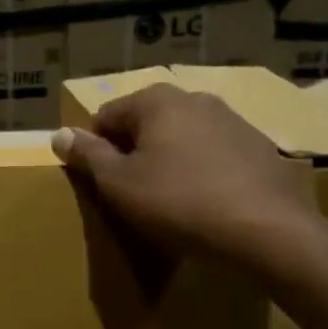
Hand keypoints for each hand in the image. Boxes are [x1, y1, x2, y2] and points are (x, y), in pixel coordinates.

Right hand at [51, 82, 325, 270]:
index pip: (106, 116)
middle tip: (133, 193)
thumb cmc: (179, 203)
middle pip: (146, 123)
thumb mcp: (120, 184)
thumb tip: (59, 134)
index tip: (101, 182)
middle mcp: (194, 98)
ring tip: (171, 201)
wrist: (268, 231)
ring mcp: (232, 120)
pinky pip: (214, 154)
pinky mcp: (259, 146)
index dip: (96, 149)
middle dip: (134, 152)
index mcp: (156, 100)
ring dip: (169, 160)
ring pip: (182, 137)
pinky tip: (207, 202)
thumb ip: (87, 155)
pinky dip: (202, 170)